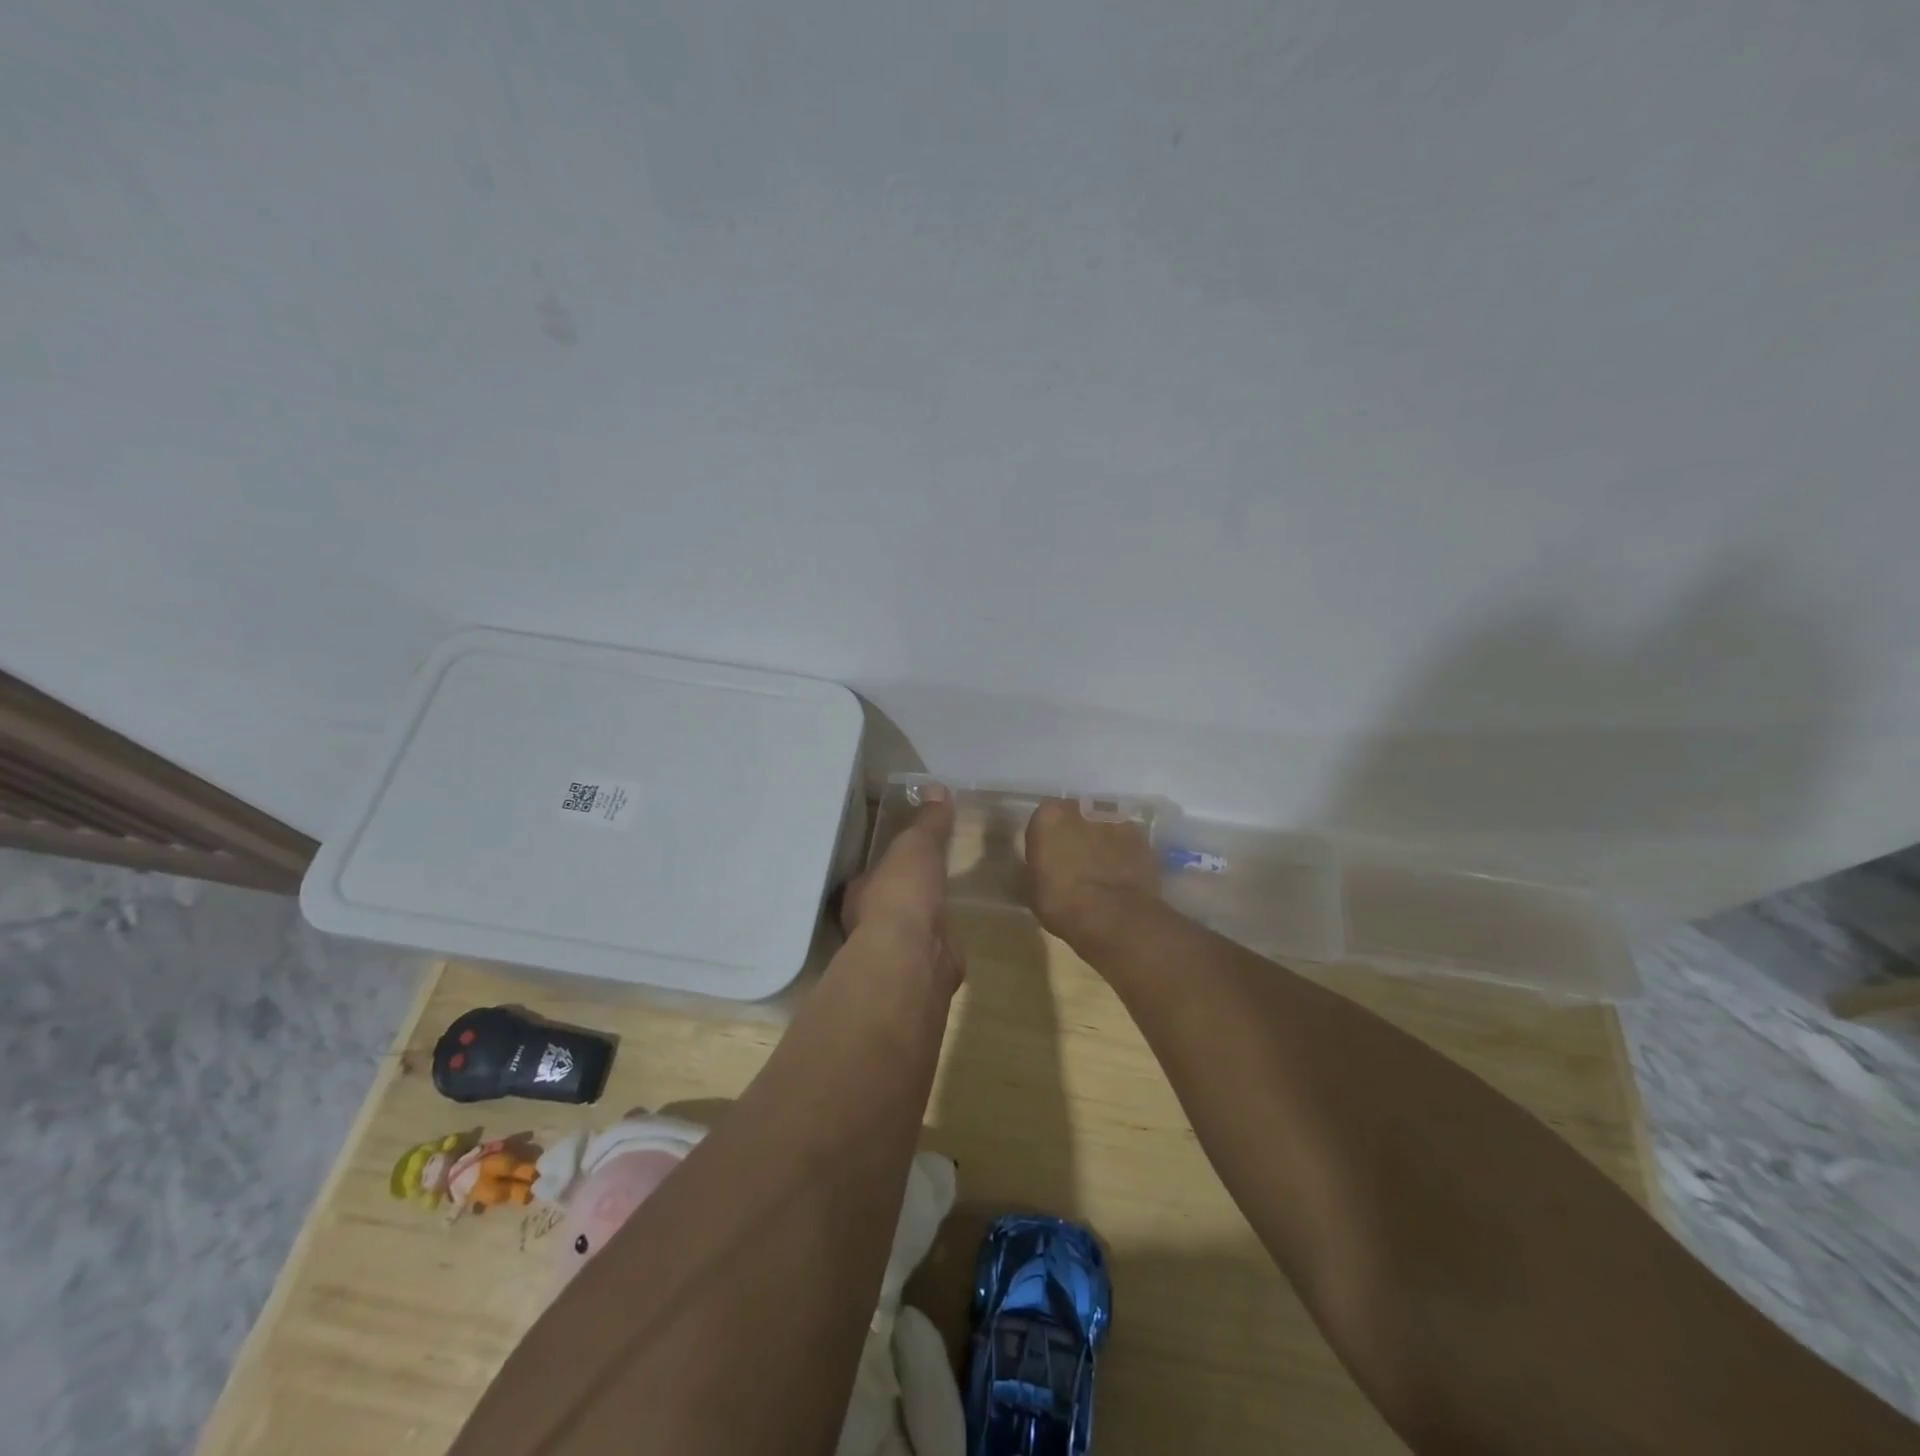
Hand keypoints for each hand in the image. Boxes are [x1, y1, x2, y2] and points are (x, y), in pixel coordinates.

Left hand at [840, 786, 964, 992]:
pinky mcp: (923, 969)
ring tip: (944, 903)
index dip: (886, 863)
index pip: (869, 874)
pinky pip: (934, 948)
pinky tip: (955, 934)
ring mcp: (896, 951)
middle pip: (887, 902)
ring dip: (923, 918)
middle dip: (905, 892)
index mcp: (859, 892)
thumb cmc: (902, 893)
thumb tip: (935, 787)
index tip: (904, 852)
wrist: (914, 956)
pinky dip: (942, 941)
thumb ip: (928, 822)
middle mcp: (869, 924)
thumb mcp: (917, 845)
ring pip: (909, 928)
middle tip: (929, 876)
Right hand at [1024, 799, 1161, 946]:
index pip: (1043, 818)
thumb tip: (1040, 866)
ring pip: (1102, 826)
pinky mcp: (1141, 837)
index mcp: (1049, 816)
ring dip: (1100, 841)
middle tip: (1074, 861)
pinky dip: (1122, 853)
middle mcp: (1082, 809)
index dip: (1046, 838)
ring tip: (1100, 870)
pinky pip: (1125, 841)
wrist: (1115, 917)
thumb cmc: (1062, 903)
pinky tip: (1121, 875)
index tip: (1047, 857)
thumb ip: (1034, 867)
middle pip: (1075, 816)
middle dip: (1074, 833)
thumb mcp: (1032, 889)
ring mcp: (1116, 820)